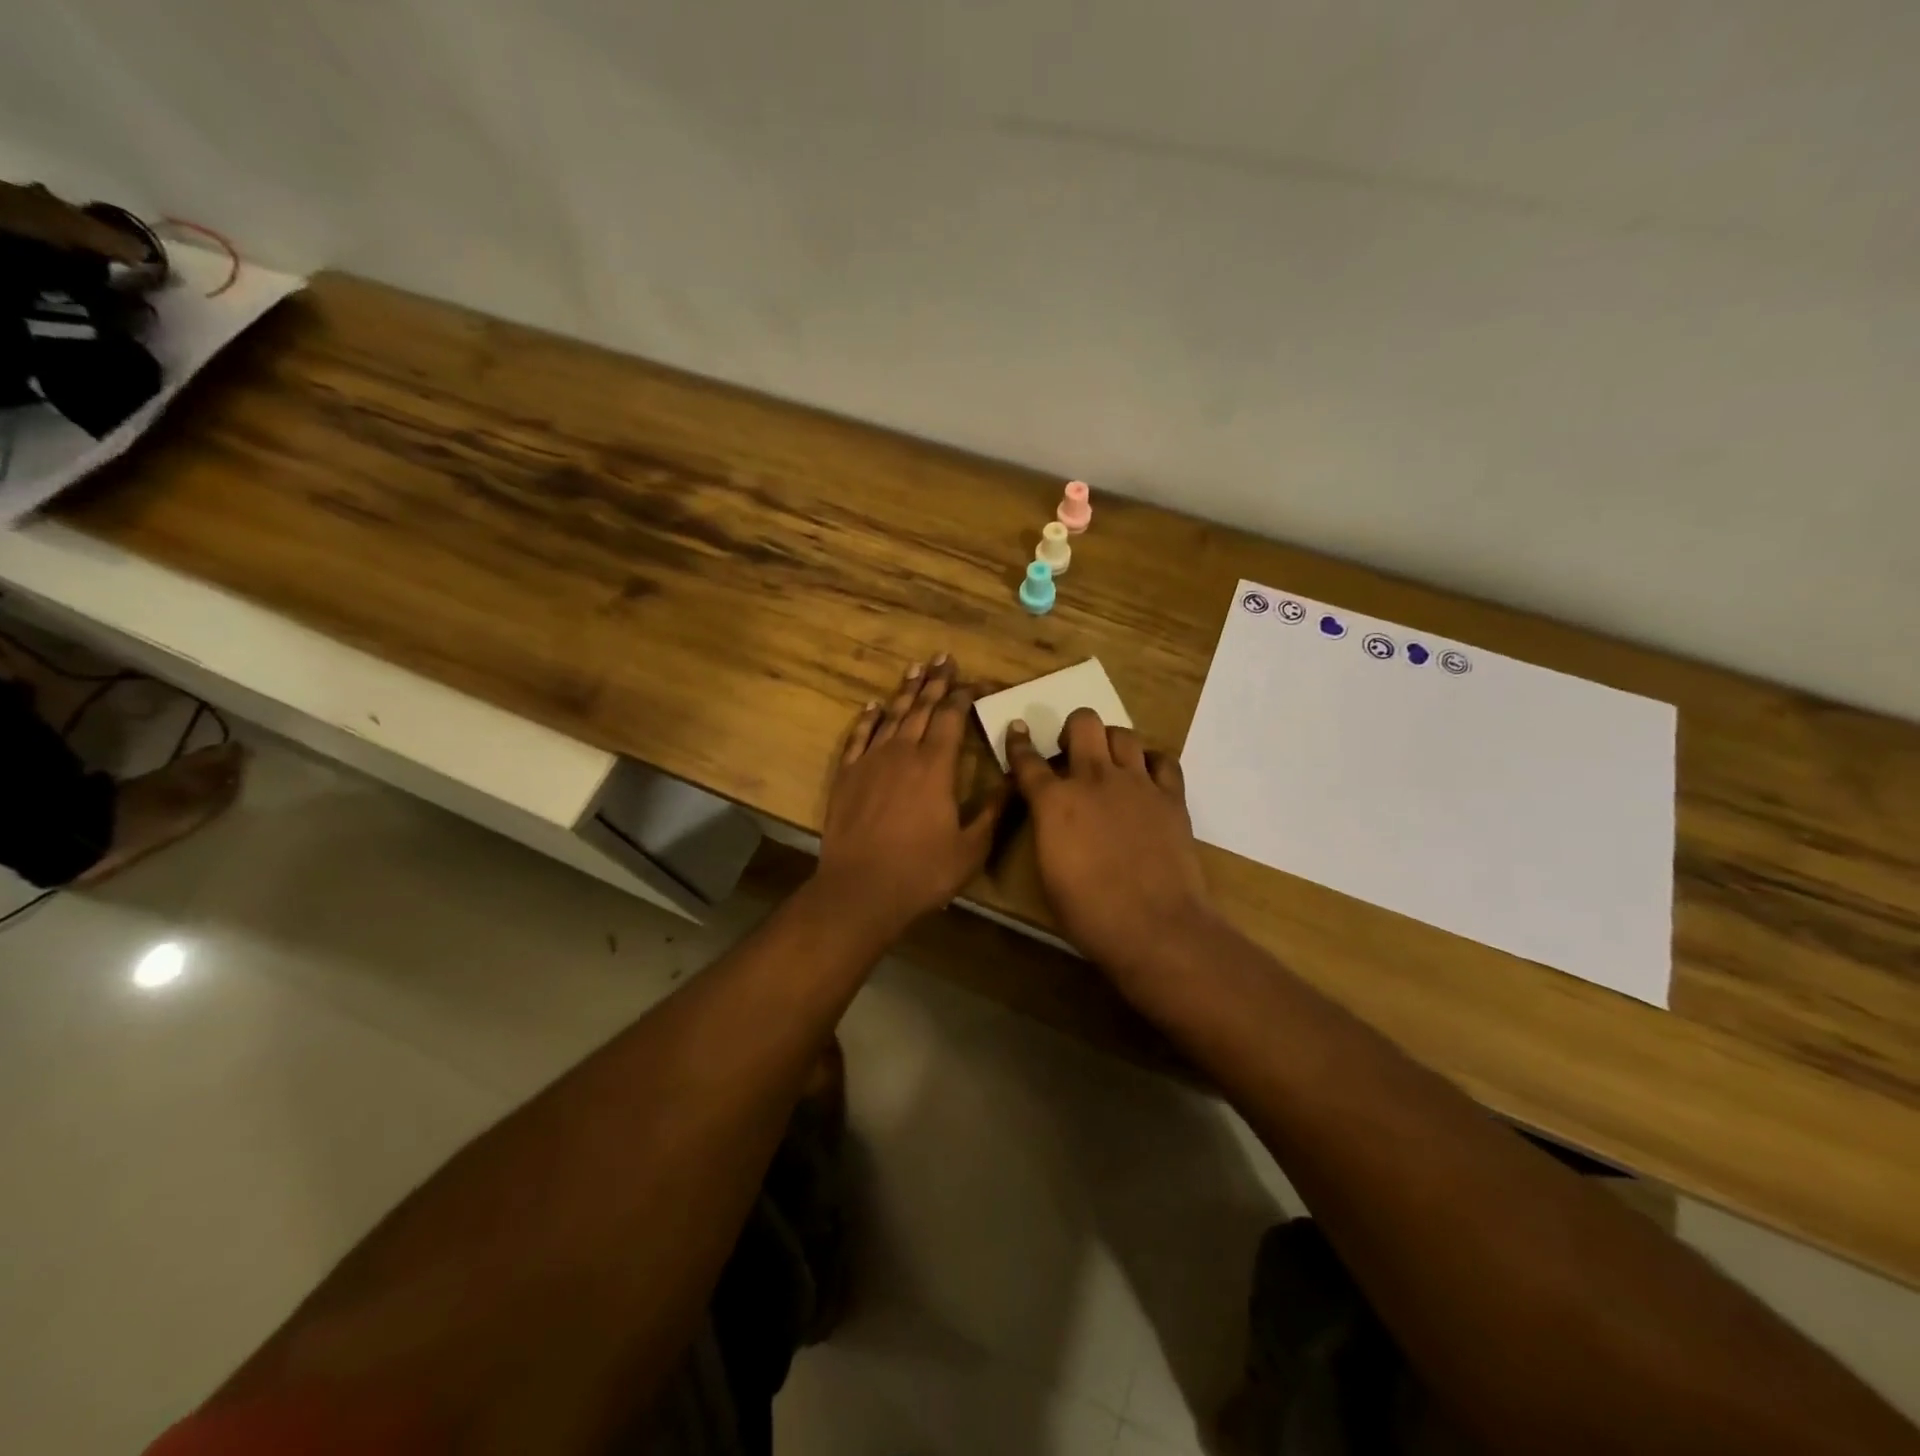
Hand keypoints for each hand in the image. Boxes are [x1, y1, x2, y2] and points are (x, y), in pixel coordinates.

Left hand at [817, 657, 1008, 930]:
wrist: (860, 890)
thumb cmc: (922, 872)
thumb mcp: (971, 848)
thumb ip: (995, 811)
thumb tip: (1016, 779)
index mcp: (935, 766)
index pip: (950, 718)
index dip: (963, 696)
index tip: (974, 682)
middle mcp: (903, 753)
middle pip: (920, 708)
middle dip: (935, 682)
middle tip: (943, 658)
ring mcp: (871, 762)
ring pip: (891, 716)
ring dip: (905, 691)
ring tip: (915, 669)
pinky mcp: (847, 776)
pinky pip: (859, 738)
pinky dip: (868, 719)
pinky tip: (874, 706)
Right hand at [1005, 709, 1220, 986]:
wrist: (1155, 926)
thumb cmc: (1088, 913)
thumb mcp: (1048, 873)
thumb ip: (1047, 832)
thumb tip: (1051, 818)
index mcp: (1054, 801)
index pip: (1028, 759)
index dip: (1019, 743)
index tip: (1018, 730)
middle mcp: (1094, 779)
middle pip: (1083, 723)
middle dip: (1073, 729)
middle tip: (1072, 751)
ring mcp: (1137, 783)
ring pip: (1123, 734)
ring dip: (1111, 742)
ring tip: (1110, 762)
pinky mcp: (1171, 796)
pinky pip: (1163, 760)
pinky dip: (1152, 762)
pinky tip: (1147, 778)